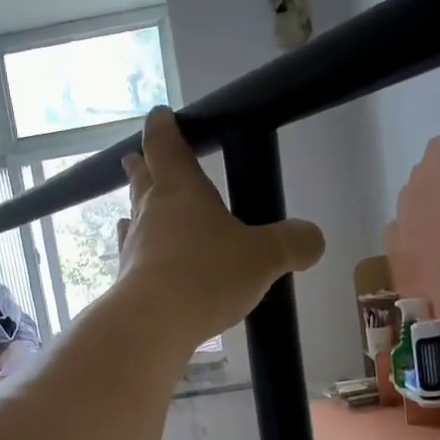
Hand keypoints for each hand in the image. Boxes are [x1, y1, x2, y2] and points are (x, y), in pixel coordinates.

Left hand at [115, 108, 324, 347]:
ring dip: (135, 211)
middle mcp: (150, 212)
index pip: (166, 145)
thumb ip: (293, 243)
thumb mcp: (265, 257)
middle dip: (141, 166)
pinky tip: (142, 263)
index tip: (160, 115)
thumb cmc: (207, 275)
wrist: (153, 324)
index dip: (164, 127)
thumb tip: (313, 240)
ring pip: (131, 219)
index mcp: (180, 190)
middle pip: (142, 180)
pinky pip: (133, 259)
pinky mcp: (126, 283)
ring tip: (134, 212)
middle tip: (135, 158)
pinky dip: (139, 254)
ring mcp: (133, 248)